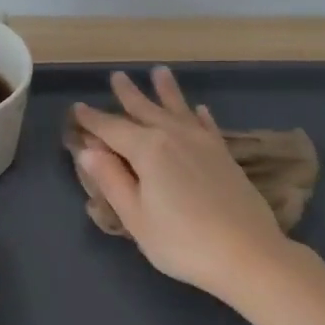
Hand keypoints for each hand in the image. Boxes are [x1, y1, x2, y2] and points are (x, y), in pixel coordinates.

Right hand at [71, 66, 290, 299]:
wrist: (247, 253)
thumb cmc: (181, 241)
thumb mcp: (135, 216)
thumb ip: (111, 180)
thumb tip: (87, 150)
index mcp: (148, 149)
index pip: (112, 129)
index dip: (92, 120)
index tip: (77, 109)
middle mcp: (175, 136)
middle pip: (146, 110)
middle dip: (129, 95)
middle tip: (117, 76)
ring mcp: (203, 144)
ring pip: (179, 110)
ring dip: (166, 91)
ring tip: (159, 72)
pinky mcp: (224, 156)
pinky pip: (207, 126)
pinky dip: (199, 115)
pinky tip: (199, 109)